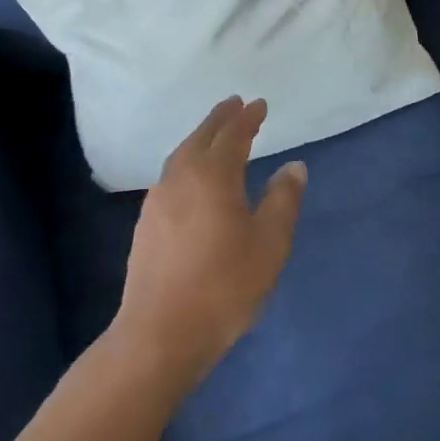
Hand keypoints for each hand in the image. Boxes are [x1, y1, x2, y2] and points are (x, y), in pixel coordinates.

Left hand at [110, 97, 307, 386]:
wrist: (157, 336)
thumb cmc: (223, 286)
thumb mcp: (269, 244)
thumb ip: (283, 200)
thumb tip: (293, 166)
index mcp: (213, 175)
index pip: (233, 134)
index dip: (248, 117)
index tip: (260, 104)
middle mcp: (182, 177)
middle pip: (202, 136)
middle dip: (221, 118)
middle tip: (235, 104)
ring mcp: (159, 201)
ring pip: (183, 154)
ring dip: (202, 137)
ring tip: (216, 134)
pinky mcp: (146, 224)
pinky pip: (172, 175)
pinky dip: (189, 161)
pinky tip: (194, 178)